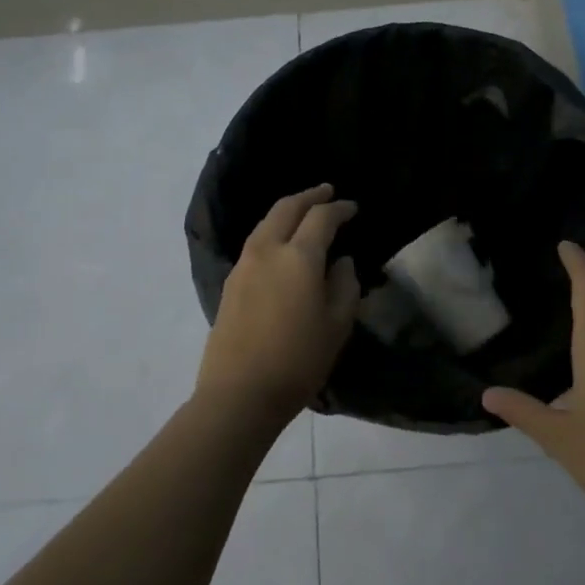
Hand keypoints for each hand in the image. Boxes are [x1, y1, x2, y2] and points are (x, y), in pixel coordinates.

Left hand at [197, 184, 360, 423]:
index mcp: (299, 257)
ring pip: (266, 222)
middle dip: (309, 196)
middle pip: (287, 208)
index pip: (321, 218)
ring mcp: (244, 264)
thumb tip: (341, 261)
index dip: (339, 209)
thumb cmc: (298, 360)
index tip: (353, 208)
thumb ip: (344, 285)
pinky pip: (256, 241)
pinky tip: (281, 242)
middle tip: (326, 191)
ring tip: (304, 211)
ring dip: (287, 210)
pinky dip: (273, 230)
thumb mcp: (337, 325)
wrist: (239, 393)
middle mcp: (267, 250)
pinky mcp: (231, 282)